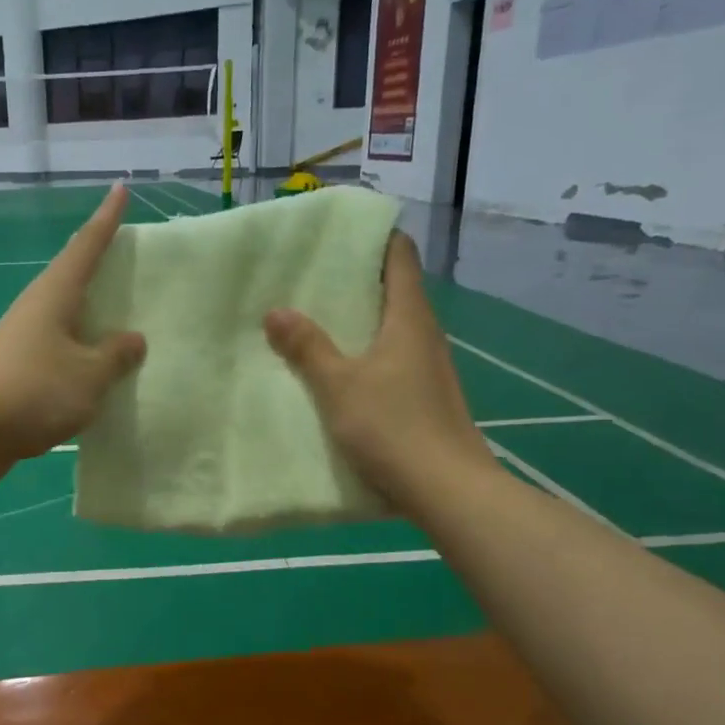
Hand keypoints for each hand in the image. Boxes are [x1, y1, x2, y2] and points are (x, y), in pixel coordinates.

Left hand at [0, 185, 146, 486]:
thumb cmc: (33, 391)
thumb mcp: (89, 374)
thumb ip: (115, 355)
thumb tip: (133, 339)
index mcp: (54, 295)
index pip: (86, 246)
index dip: (107, 219)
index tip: (121, 189)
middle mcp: (36, 309)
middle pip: (72, 278)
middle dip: (99, 266)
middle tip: (130, 259)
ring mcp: (22, 341)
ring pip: (65, 318)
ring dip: (91, 316)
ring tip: (122, 319)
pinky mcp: (16, 371)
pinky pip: (59, 352)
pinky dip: (81, 354)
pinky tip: (96, 371)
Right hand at [263, 231, 496, 516]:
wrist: (447, 490)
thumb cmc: (393, 426)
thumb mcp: (339, 385)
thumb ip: (307, 348)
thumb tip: (276, 311)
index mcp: (410, 319)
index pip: (400, 258)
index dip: (375, 239)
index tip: (340, 235)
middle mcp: (426, 336)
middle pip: (396, 291)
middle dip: (357, 281)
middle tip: (312, 279)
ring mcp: (430, 368)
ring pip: (394, 329)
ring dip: (361, 321)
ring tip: (318, 322)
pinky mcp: (427, 397)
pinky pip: (394, 360)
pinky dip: (368, 353)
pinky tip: (341, 371)